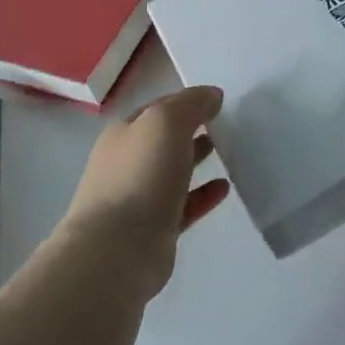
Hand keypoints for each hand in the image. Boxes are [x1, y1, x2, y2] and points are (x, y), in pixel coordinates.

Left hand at [59, 85, 230, 298]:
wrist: (117, 250)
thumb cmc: (140, 176)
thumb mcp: (166, 123)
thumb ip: (190, 104)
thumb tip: (212, 95)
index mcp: (123, 134)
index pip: (157, 109)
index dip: (186, 102)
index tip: (217, 102)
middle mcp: (126, 163)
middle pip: (163, 141)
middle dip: (190, 131)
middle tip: (224, 127)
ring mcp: (138, 199)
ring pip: (173, 173)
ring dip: (196, 161)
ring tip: (227, 153)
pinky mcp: (154, 230)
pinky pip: (183, 206)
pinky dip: (202, 195)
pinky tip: (224, 189)